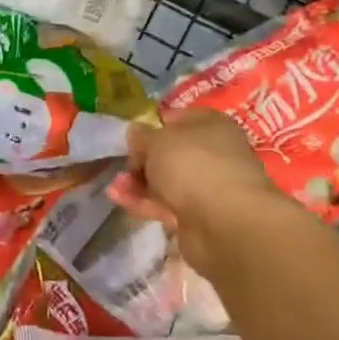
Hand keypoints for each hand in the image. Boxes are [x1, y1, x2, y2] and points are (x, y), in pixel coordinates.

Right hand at [108, 110, 292, 272]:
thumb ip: (141, 136)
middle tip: (123, 166)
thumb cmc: (192, 165)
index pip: (179, 119)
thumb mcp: (156, 140)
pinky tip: (119, 199)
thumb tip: (136, 133)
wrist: (223, 221)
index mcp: (211, 125)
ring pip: (166, 180)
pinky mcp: (198, 215)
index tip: (133, 138)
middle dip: (142, 160)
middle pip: (170, 153)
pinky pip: (165, 203)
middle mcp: (213, 153)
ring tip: (115, 186)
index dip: (154, 126)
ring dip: (138, 183)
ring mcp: (207, 186)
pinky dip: (142, 201)